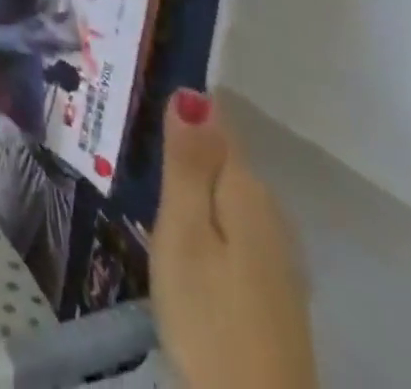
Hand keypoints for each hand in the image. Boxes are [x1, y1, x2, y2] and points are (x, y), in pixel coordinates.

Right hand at [150, 91, 316, 388]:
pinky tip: (181, 242)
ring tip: (147, 190)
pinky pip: (233, 232)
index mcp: (248, 191)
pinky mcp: (273, 294)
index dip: (182, 111)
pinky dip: (206, 225)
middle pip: (222, 161)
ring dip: (193, 189)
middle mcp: (271, 214)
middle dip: (184, 151)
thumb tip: (193, 91)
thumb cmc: (208, 320)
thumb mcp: (183, 233)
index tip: (141, 107)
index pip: (216, 123)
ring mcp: (277, 258)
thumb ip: (188, 162)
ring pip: (226, 199)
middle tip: (132, 151)